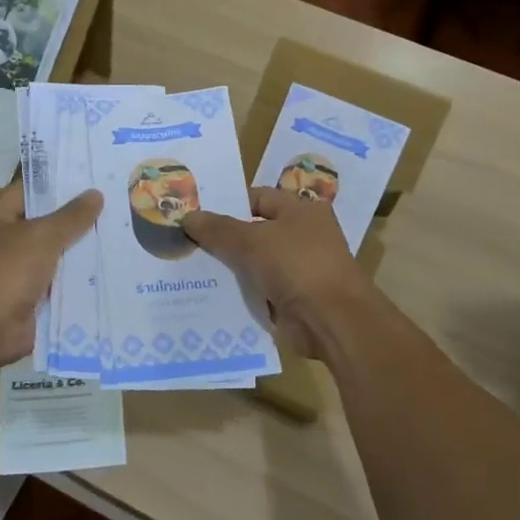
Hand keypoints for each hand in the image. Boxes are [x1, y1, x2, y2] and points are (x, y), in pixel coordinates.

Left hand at [0, 183, 101, 367]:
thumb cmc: (6, 271)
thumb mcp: (42, 236)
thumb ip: (71, 216)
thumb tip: (95, 193)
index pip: (30, 190)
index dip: (58, 182)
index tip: (92, 175)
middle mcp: (6, 242)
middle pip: (47, 224)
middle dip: (78, 218)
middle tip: (117, 204)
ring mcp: (19, 273)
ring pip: (57, 255)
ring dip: (82, 251)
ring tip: (122, 234)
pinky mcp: (32, 300)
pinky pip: (61, 284)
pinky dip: (80, 281)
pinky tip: (112, 270)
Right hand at [180, 187, 374, 360]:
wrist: (333, 321)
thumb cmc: (296, 266)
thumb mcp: (252, 241)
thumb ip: (218, 229)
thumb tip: (187, 216)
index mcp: (301, 210)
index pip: (258, 198)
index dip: (228, 204)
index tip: (196, 214)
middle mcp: (303, 235)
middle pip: (255, 230)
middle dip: (224, 237)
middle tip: (186, 241)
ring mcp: (300, 269)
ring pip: (255, 262)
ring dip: (230, 267)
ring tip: (190, 267)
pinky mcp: (294, 299)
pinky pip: (260, 289)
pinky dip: (241, 291)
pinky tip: (211, 294)